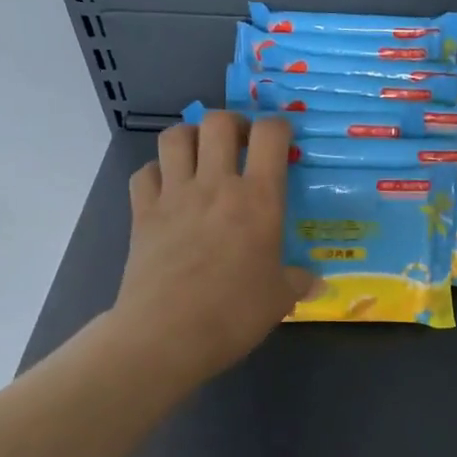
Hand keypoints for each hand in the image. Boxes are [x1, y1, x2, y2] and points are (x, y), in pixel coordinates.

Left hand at [107, 113, 313, 386]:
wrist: (168, 334)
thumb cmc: (234, 313)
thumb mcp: (280, 299)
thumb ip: (298, 282)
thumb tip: (314, 283)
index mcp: (258, 200)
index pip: (271, 136)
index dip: (279, 127)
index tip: (284, 139)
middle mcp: (216, 185)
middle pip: (218, 122)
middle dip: (233, 123)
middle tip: (242, 143)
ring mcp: (174, 196)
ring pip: (175, 136)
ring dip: (191, 136)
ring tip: (202, 154)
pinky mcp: (142, 213)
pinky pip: (145, 173)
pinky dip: (157, 172)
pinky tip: (167, 189)